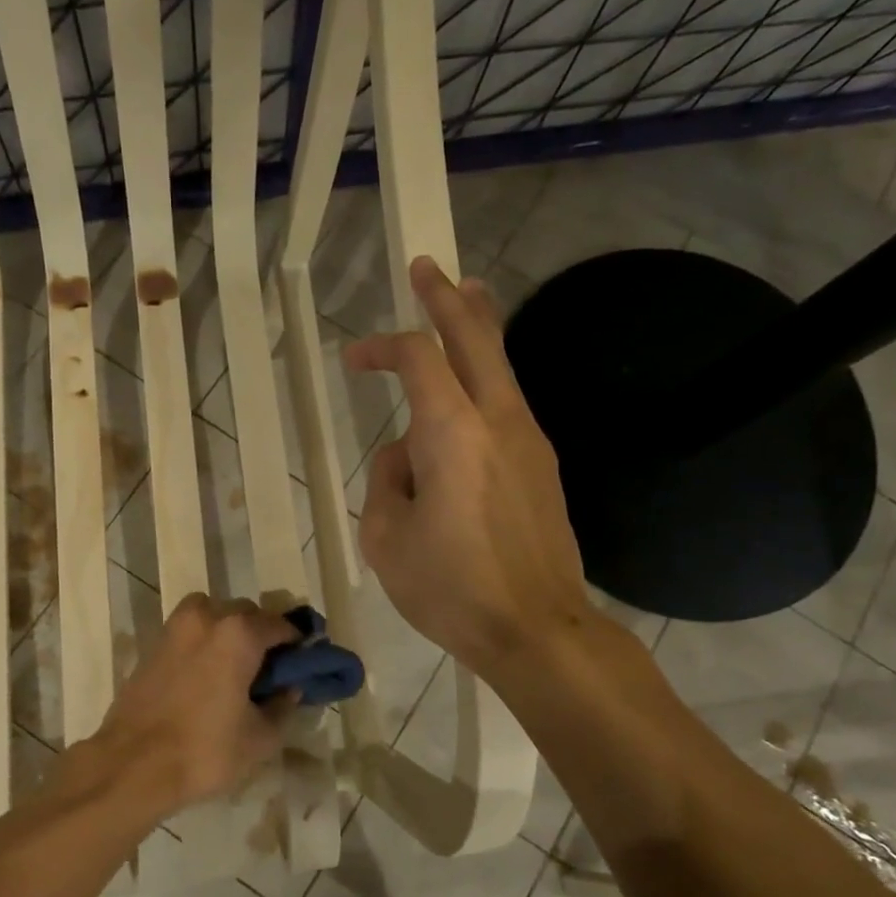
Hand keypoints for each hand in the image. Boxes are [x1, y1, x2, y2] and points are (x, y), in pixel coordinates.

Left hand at [82, 594, 298, 818]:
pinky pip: (190, 632)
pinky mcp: (153, 646)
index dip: (297, 643)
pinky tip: (208, 676)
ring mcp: (175, 628)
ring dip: (230, 632)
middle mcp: (207, 618)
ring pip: (214, 616)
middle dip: (262, 634)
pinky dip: (205, 643)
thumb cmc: (205, 750)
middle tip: (271, 669)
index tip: (304, 662)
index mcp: (238, 633)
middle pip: (246, 614)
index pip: (280, 625)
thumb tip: (289, 688)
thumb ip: (282, 706)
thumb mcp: (260, 738)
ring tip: (236, 668)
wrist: (132, 765)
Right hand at [346, 257, 617, 684]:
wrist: (535, 628)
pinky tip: (471, 391)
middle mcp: (498, 421)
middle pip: (477, 337)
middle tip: (428, 268)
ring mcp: (530, 441)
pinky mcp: (543, 466)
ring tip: (465, 298)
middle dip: (448, 298)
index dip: (381, 347)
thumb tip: (406, 458)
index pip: (417, 358)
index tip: (353, 359)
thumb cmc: (450, 588)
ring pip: (503, 366)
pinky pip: (509, 405)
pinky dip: (487, 379)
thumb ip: (387, 481)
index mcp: (452, 433)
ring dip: (478, 329)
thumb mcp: (386, 538)